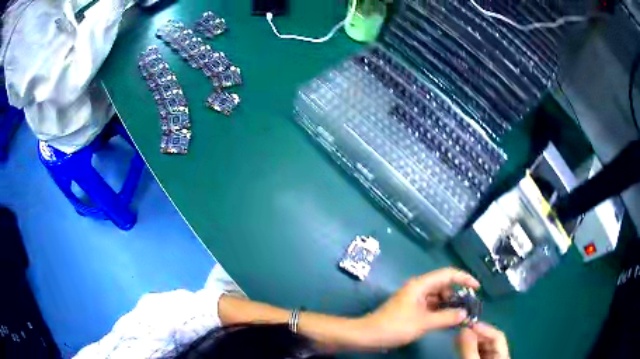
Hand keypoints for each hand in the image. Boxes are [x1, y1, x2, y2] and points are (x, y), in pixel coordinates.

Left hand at [358, 267, 479, 348]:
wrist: (368, 335)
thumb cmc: (395, 326)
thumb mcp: (424, 323)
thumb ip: (446, 317)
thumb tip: (464, 313)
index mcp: (421, 285)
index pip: (448, 274)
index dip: (464, 278)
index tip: (477, 287)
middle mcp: (419, 288)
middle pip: (444, 285)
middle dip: (457, 294)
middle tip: (468, 307)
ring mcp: (414, 298)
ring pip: (438, 296)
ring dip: (449, 304)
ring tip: (459, 316)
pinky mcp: (411, 308)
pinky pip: (431, 305)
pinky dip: (440, 310)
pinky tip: (446, 320)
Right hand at [458, 322, 509, 358]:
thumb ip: (470, 347)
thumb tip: (464, 328)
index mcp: (504, 354)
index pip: (497, 335)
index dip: (484, 328)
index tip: (469, 323)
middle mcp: (499, 355)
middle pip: (489, 340)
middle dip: (475, 334)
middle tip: (461, 330)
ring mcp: (490, 358)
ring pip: (482, 346)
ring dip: (470, 340)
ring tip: (458, 337)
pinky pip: (476, 351)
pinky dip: (468, 347)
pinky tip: (460, 345)